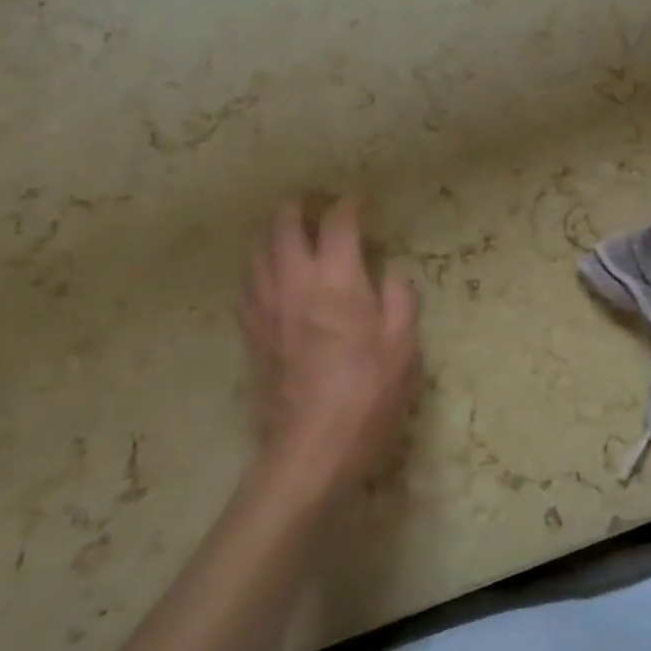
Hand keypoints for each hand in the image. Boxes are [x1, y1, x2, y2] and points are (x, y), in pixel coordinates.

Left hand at [239, 197, 420, 497]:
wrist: (312, 447)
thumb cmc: (367, 393)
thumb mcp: (404, 345)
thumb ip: (400, 298)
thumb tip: (389, 272)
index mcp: (336, 280)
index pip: (337, 223)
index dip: (349, 206)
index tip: (360, 203)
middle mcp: (294, 283)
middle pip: (282, 225)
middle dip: (296, 206)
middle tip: (312, 203)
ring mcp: (266, 307)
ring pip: (256, 251)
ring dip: (271, 233)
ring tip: (287, 231)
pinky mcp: (251, 333)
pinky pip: (247, 285)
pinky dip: (258, 267)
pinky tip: (270, 275)